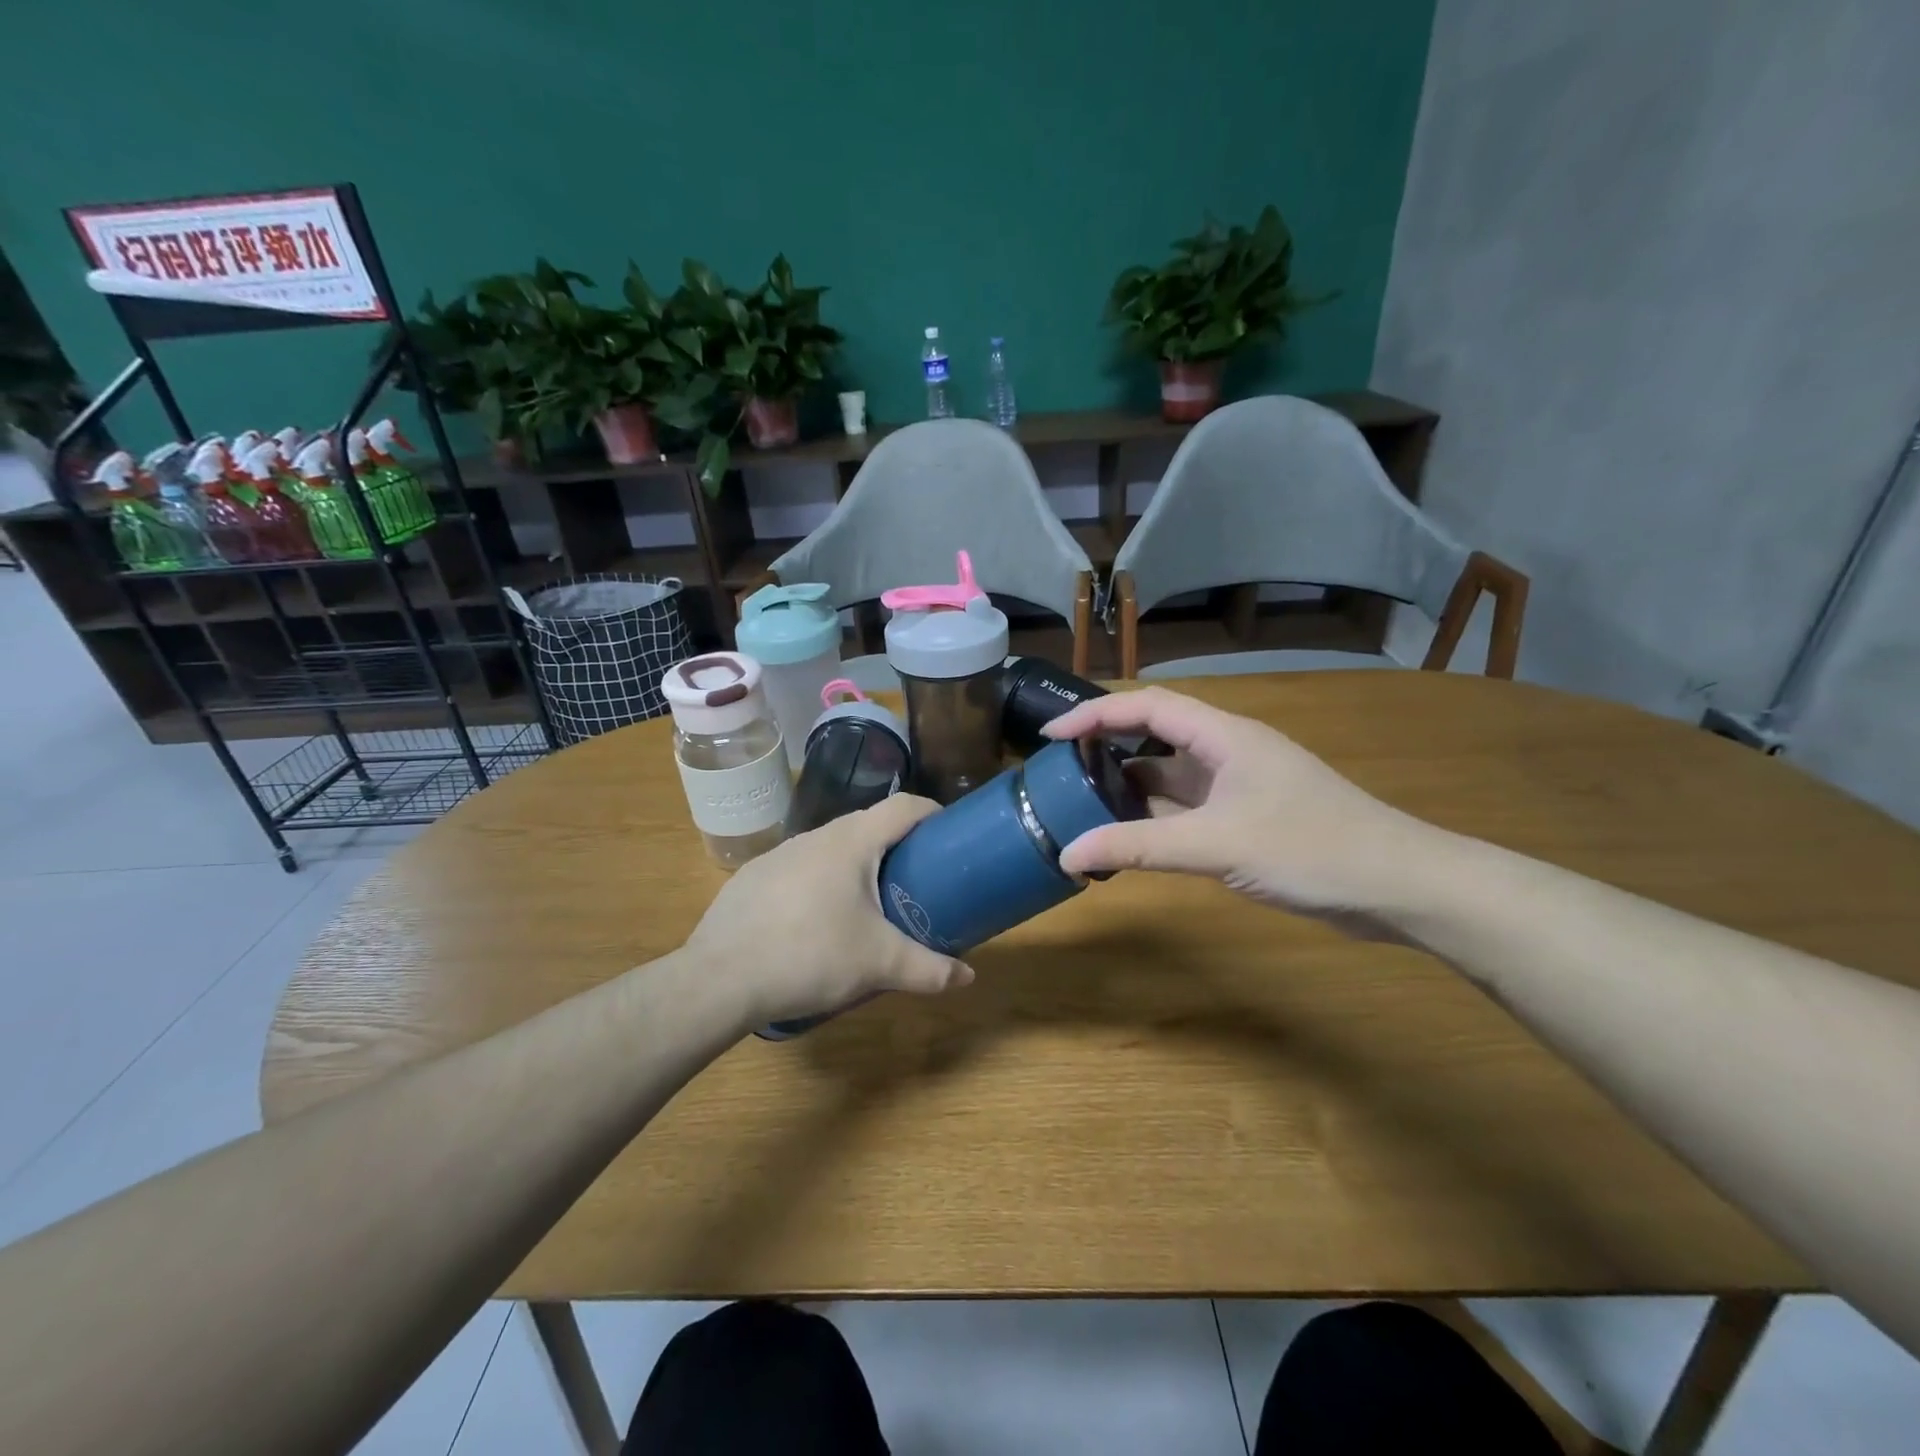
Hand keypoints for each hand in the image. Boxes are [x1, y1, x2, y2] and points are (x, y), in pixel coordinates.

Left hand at [686, 794, 973, 1024]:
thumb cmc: (810, 955)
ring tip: (870, 903)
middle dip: (898, 845)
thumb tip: (968, 977)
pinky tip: (818, 922)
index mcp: (852, 841)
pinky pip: (801, 869)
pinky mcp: (754, 877)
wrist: (720, 978)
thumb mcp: (879, 964)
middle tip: (917, 878)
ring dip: (857, 865)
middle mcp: (815, 836)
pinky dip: (821, 883)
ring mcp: (780, 854)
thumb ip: (929, 969)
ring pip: (832, 848)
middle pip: (868, 825)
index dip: (933, 813)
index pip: (904, 806)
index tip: (950, 834)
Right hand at [1041, 686, 1436, 923]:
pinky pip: (1188, 807)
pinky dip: (1156, 818)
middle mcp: (1229, 752)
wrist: (1399, 885)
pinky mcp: (1249, 818)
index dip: (1095, 714)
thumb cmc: (1311, 848)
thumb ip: (1139, 847)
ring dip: (1130, 786)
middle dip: (1107, 747)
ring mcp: (1241, 786)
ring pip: (1171, 774)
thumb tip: (1068, 854)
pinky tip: (1131, 837)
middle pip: (1155, 734)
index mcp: (1224, 736)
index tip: (1051, 736)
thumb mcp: (1216, 844)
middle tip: (1060, 772)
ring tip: (1083, 805)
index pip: (1147, 706)